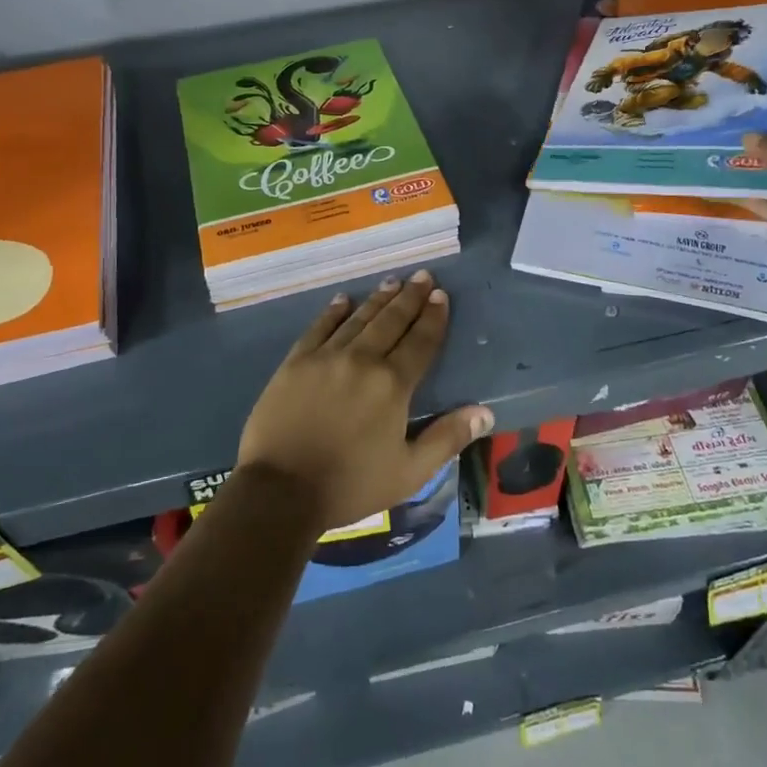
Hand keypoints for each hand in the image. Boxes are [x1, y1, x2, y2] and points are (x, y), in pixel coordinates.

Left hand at [236, 269, 492, 531]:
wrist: (280, 491)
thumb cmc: (349, 485)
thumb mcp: (408, 472)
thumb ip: (446, 438)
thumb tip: (485, 413)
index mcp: (392, 385)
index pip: (420, 342)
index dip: (433, 318)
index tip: (441, 295)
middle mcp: (362, 360)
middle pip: (391, 321)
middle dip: (410, 297)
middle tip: (423, 276)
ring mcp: (326, 357)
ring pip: (358, 319)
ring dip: (378, 299)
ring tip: (393, 282)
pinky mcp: (295, 362)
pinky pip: (319, 328)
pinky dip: (333, 312)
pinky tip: (343, 300)